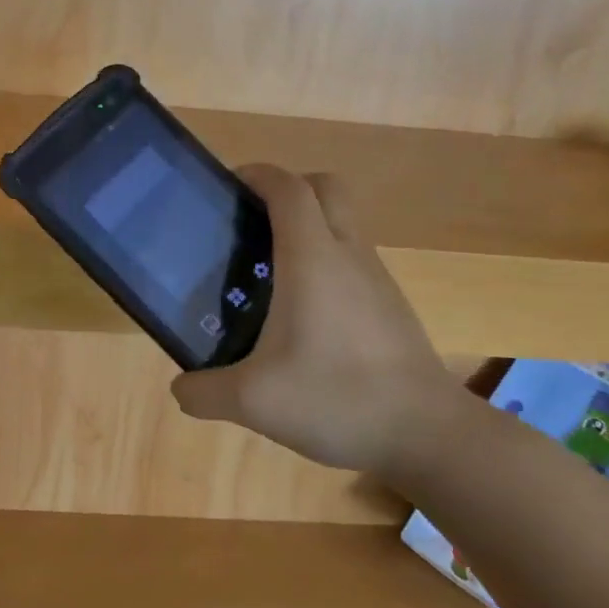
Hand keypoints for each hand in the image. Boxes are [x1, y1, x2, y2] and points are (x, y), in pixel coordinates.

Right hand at [171, 165, 490, 485]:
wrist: (426, 433)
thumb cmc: (337, 398)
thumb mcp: (253, 402)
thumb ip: (205, 392)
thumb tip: (182, 388)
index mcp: (312, 258)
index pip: (289, 187)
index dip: (257, 174)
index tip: (228, 185)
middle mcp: (348, 254)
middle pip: (325, 188)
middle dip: (288, 189)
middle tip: (251, 221)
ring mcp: (376, 278)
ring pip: (343, 223)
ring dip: (308, 226)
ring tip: (268, 271)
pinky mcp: (391, 304)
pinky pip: (353, 259)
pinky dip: (326, 261)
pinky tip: (303, 314)